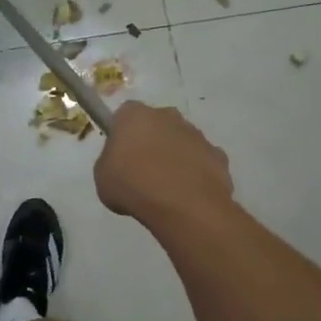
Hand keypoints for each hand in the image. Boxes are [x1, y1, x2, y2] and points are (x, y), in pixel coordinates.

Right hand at [94, 102, 233, 224]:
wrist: (182, 205)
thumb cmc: (133, 185)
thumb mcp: (102, 177)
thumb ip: (110, 162)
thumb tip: (121, 164)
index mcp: (134, 115)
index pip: (124, 115)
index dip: (121, 135)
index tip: (119, 156)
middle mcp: (167, 115)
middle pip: (156, 124)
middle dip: (151, 142)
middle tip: (142, 172)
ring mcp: (196, 134)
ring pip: (181, 142)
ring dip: (175, 158)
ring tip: (166, 189)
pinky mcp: (218, 155)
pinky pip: (201, 162)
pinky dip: (196, 174)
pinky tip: (188, 196)